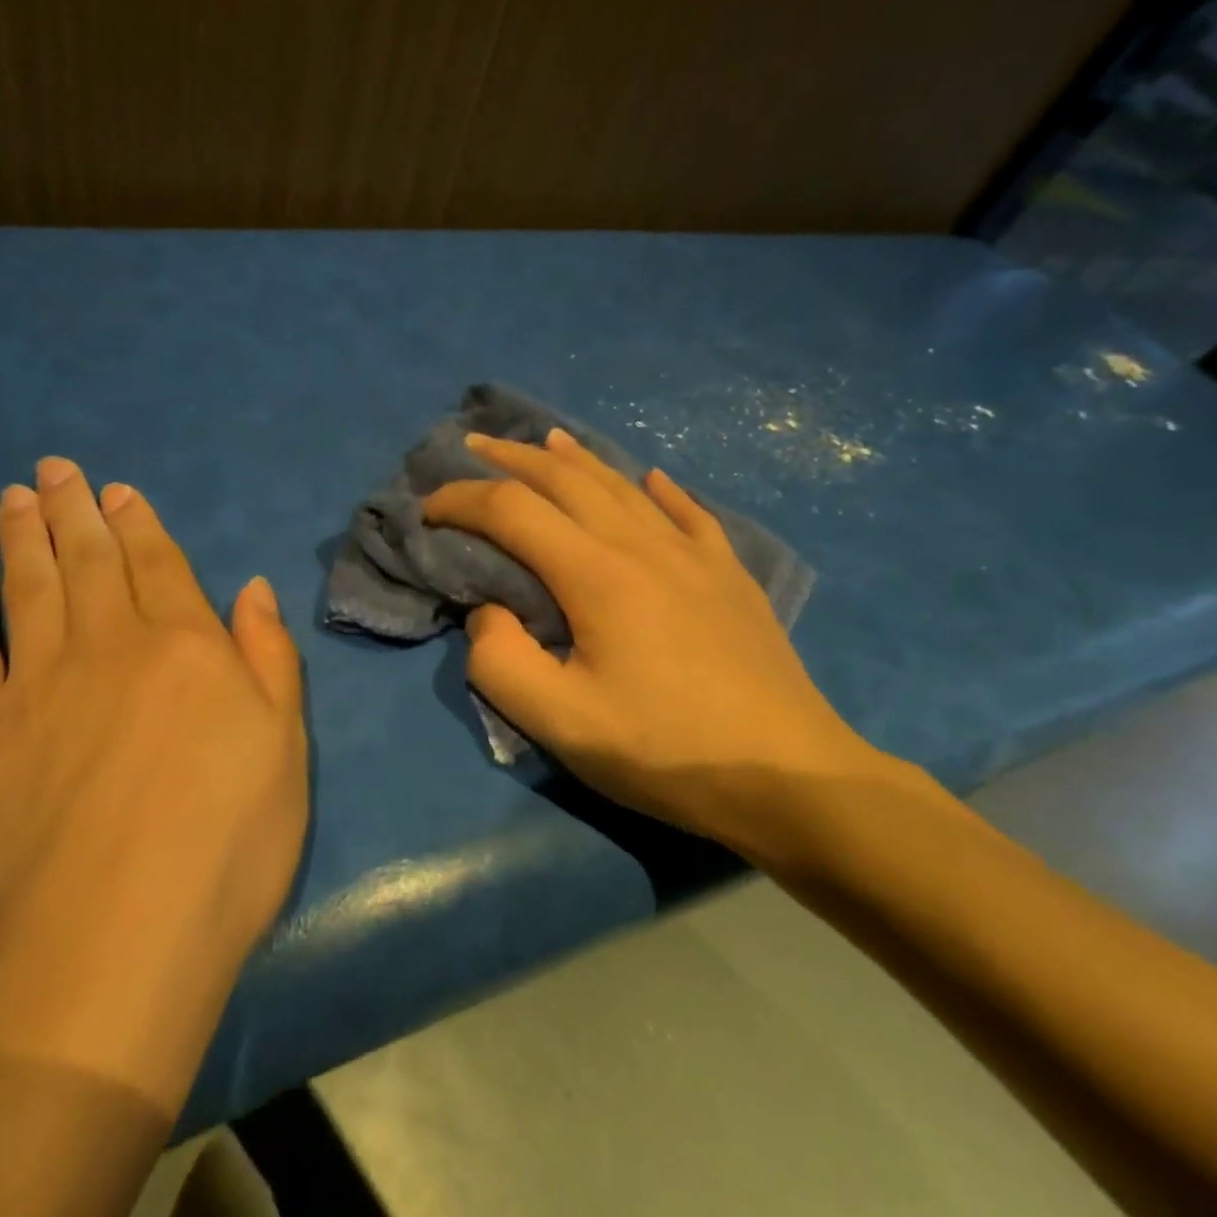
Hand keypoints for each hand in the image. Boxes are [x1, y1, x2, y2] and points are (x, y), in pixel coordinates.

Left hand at [0, 457, 306, 1107]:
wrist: (115, 940)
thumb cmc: (227, 842)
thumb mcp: (285, 746)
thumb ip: (268, 658)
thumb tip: (251, 588)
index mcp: (186, 647)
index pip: (159, 565)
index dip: (139, 524)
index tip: (116, 491)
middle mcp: (109, 647)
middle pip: (89, 561)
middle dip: (74, 510)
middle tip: (55, 469)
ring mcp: (37, 685)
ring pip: (30, 588)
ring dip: (22, 538)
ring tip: (14, 497)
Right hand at [423, 429, 927, 875]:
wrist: (789, 777)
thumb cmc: (666, 751)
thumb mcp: (561, 722)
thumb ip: (501, 662)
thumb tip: (489, 611)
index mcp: (597, 575)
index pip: (512, 511)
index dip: (462, 500)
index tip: (428, 509)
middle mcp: (643, 545)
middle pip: (566, 479)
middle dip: (511, 458)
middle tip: (474, 446)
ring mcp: (694, 555)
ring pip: (623, 485)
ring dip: (576, 458)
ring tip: (546, 439)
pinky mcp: (729, 576)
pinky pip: (689, 513)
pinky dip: (659, 489)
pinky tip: (652, 479)